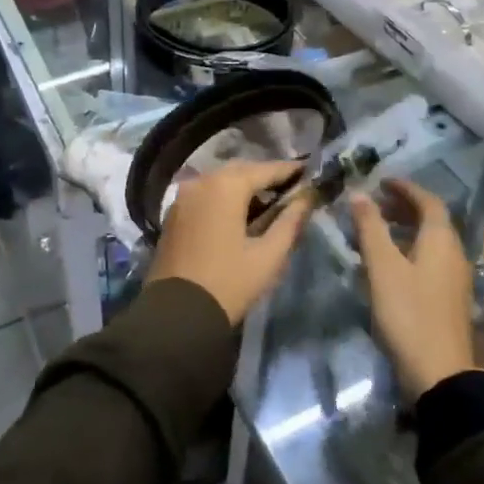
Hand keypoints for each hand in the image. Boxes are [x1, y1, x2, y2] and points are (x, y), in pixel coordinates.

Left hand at [148, 161, 313, 324]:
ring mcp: (183, 196)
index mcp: (225, 186)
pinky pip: (205, 194)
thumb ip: (290, 221)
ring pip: (220, 181)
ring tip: (269, 203)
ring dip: (244, 188)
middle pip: (241, 171)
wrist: (176, 314)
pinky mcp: (174, 213)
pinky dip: (224, 198)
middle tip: (291, 189)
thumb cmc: (228, 283)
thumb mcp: (268, 255)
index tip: (309, 172)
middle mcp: (201, 181)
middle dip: (266, 177)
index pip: (265, 169)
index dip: (290, 170)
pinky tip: (239, 215)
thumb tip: (307, 198)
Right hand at [349, 179, 477, 398]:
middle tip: (374, 205)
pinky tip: (387, 265)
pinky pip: (429, 260)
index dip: (405, 188)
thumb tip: (359, 193)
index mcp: (441, 240)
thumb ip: (370, 227)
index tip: (381, 182)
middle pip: (432, 220)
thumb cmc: (409, 313)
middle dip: (403, 208)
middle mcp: (454, 254)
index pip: (428, 201)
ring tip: (374, 232)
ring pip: (430, 242)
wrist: (439, 374)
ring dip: (404, 230)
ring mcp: (454, 279)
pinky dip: (408, 250)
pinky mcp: (448, 299)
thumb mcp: (382, 267)